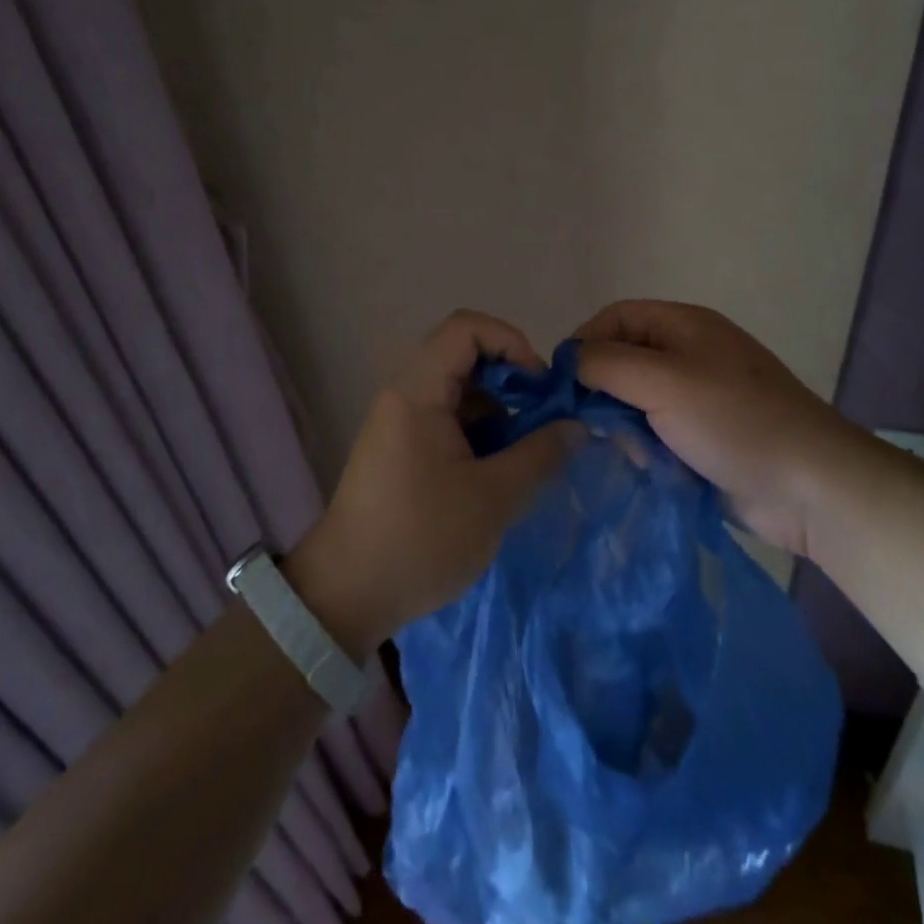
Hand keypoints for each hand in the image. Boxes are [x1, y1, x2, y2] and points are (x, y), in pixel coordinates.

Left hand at [285, 311, 571, 655]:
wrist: (346, 595)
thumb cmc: (419, 540)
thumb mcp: (492, 499)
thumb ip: (540, 454)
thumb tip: (576, 426)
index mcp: (418, 390)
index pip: (467, 328)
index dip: (511, 343)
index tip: (538, 388)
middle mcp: (406, 393)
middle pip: (465, 356)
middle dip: (511, 381)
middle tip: (542, 421)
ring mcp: (401, 421)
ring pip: (459, 390)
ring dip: (498, 411)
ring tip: (526, 453)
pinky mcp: (403, 447)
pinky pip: (448, 418)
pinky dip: (480, 432)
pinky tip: (499, 471)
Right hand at [574, 300, 871, 556]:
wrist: (809, 486)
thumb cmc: (733, 420)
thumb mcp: (663, 381)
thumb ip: (606, 364)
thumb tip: (569, 362)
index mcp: (684, 326)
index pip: (615, 317)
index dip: (584, 342)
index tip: (560, 382)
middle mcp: (688, 355)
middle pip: (623, 360)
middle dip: (601, 390)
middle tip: (586, 423)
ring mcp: (697, 399)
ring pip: (635, 402)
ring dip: (622, 425)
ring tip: (626, 451)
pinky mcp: (702, 439)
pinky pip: (655, 434)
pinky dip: (644, 449)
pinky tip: (646, 468)